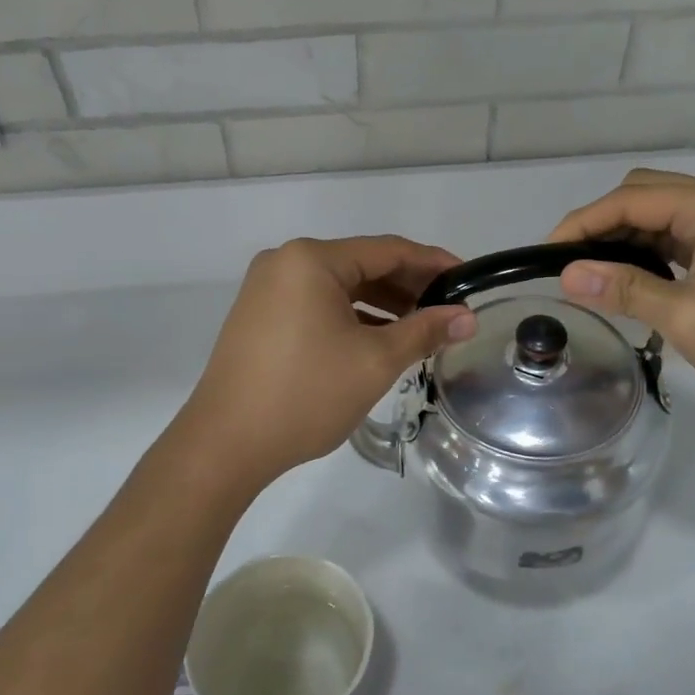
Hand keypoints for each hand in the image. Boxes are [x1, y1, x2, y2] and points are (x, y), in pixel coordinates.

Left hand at [179, 236, 478, 485]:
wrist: (225, 444)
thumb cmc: (306, 395)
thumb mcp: (375, 361)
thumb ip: (425, 331)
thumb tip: (468, 318)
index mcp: (311, 259)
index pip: (388, 250)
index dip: (433, 263)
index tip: (468, 279)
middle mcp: (285, 263)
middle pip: (362, 265)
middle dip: (408, 286)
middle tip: (450, 309)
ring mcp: (267, 289)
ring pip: (339, 287)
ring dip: (382, 304)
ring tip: (421, 327)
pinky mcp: (260, 316)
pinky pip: (317, 305)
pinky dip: (351, 317)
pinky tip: (379, 339)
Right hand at [548, 170, 694, 412]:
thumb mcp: (685, 316)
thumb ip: (624, 289)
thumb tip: (568, 275)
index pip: (632, 199)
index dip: (583, 222)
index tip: (547, 253)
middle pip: (648, 195)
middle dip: (603, 223)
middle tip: (571, 264)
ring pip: (667, 215)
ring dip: (629, 238)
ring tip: (596, 273)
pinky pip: (687, 236)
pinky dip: (655, 251)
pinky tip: (637, 277)